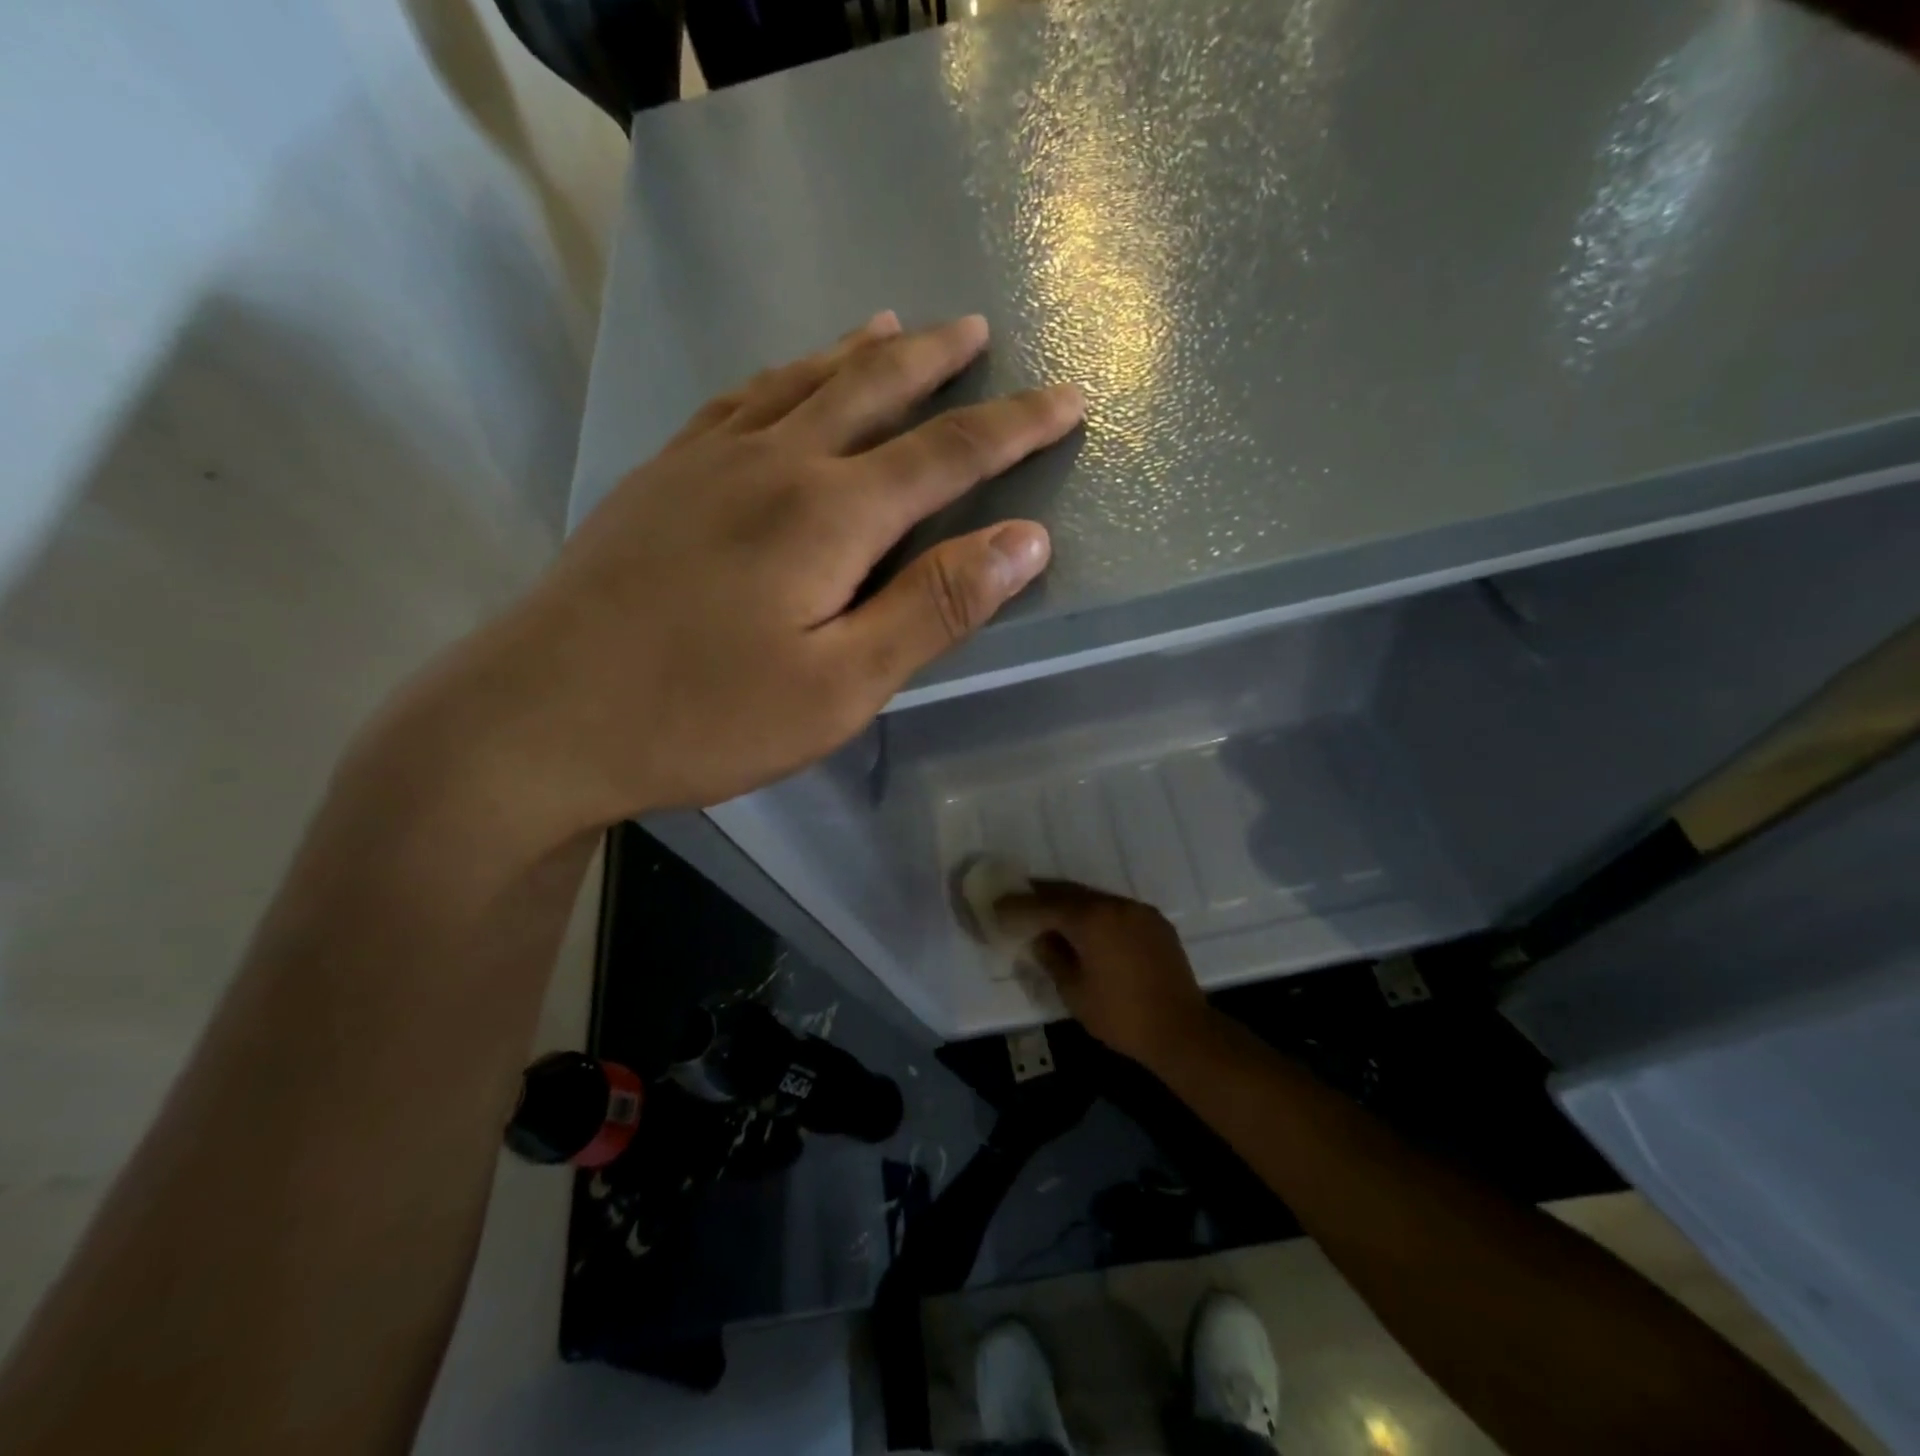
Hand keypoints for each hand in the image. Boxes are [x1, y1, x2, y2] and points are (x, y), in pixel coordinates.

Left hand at [402, 313, 1082, 842]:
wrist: (543, 717)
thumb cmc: (705, 716)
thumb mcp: (841, 686)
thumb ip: (933, 608)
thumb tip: (1026, 541)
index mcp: (828, 515)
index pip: (947, 453)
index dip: (1016, 426)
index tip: (1068, 398)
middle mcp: (773, 464)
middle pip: (872, 391)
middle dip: (938, 362)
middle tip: (978, 329)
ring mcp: (706, 463)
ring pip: (800, 382)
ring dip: (858, 352)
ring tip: (896, 325)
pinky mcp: (659, 479)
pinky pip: (735, 401)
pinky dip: (780, 375)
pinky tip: (785, 377)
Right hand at [995, 881, 1215, 1068]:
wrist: (1182, 1031)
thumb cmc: (1120, 1015)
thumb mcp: (1074, 991)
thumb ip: (1052, 957)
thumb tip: (1041, 938)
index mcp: (1091, 919)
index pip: (1044, 905)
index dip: (1017, 906)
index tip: (997, 906)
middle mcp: (1115, 905)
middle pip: (1069, 893)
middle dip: (1042, 897)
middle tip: (1019, 902)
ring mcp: (1139, 911)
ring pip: (1095, 899)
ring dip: (1070, 904)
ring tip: (1050, 915)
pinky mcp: (1156, 923)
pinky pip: (1117, 911)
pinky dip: (1097, 915)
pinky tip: (1088, 930)